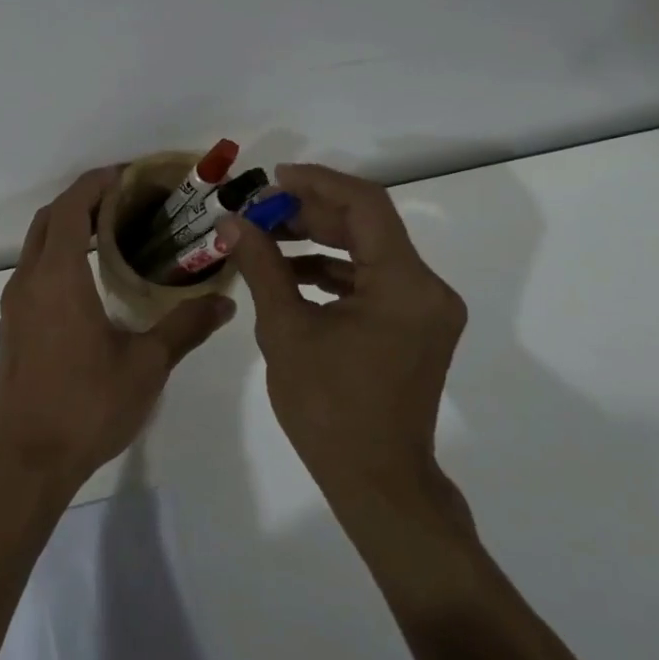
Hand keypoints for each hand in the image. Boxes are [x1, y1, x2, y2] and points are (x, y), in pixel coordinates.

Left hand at [0, 168, 233, 489]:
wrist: (26, 460)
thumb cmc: (87, 406)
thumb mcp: (146, 365)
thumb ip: (185, 327)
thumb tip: (225, 302)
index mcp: (59, 276)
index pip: (72, 206)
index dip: (97, 182)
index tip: (127, 174)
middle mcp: (29, 280)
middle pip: (50, 218)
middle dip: (83, 199)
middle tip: (126, 199)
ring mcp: (15, 304)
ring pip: (37, 245)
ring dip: (67, 227)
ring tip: (112, 233)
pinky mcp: (12, 326)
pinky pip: (33, 271)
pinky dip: (57, 255)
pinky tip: (89, 279)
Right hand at [220, 164, 466, 509]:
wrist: (377, 481)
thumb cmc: (328, 408)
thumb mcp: (285, 330)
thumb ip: (262, 267)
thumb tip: (231, 222)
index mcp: (404, 285)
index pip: (365, 205)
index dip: (317, 183)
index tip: (272, 178)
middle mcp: (427, 288)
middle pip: (367, 226)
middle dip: (310, 213)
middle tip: (259, 211)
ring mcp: (425, 309)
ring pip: (369, 252)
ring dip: (319, 241)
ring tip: (266, 238)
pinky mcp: (416, 327)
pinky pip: (373, 282)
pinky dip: (333, 272)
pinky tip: (291, 273)